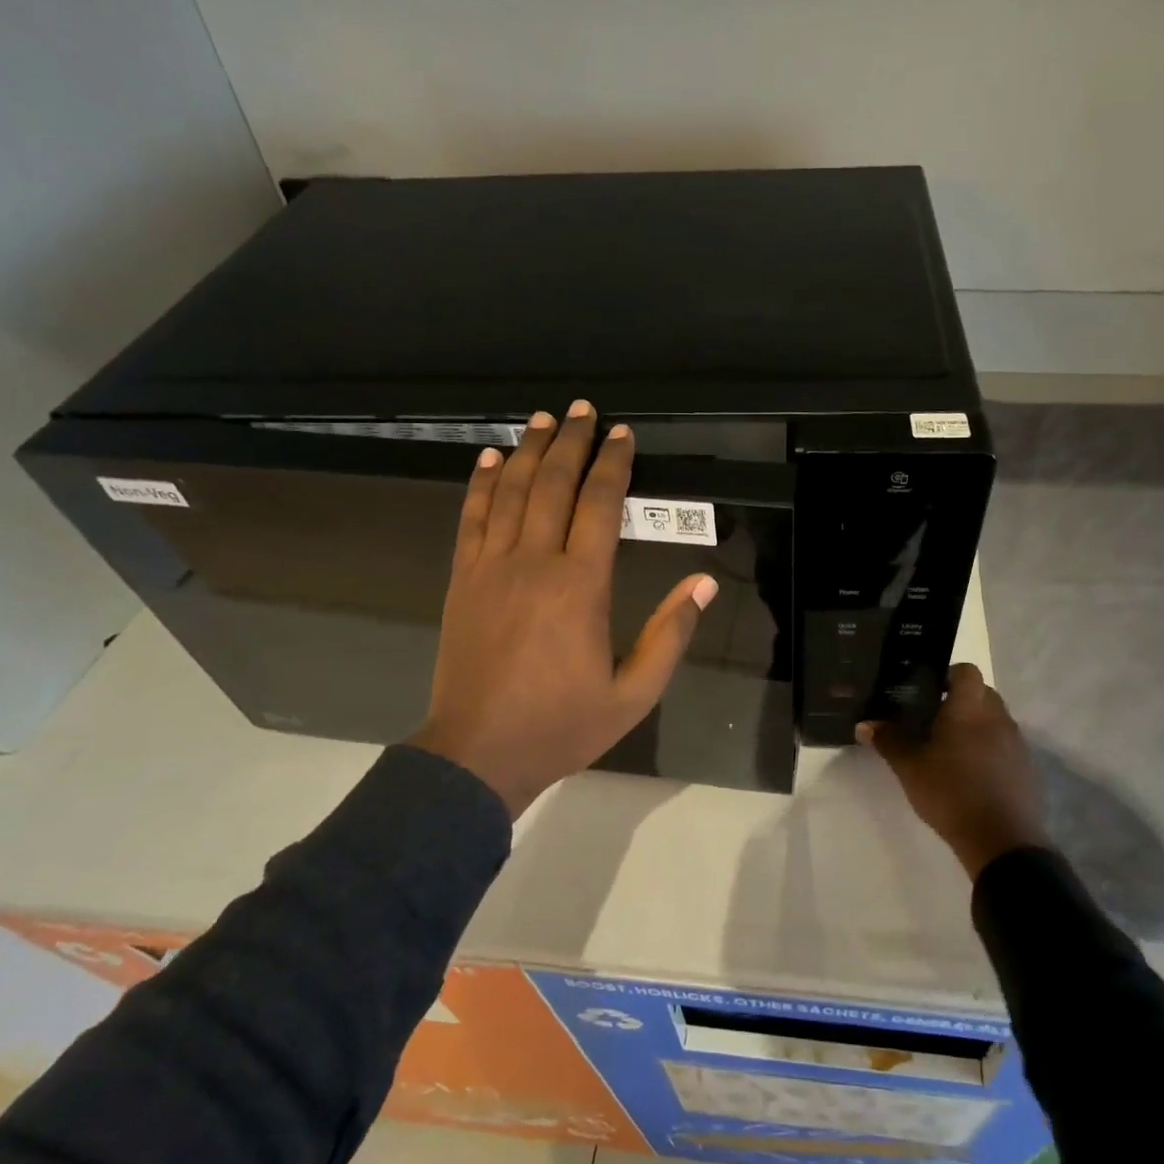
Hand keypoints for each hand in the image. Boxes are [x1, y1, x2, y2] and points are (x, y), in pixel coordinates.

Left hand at [411, 400, 717, 816]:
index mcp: (580, 586)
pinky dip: (481, 484)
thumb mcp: (634, 693)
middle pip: (553, 485)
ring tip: (544, 420)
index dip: (613, 465)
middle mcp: (533, 563)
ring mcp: (490, 569)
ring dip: (530, 451)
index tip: (623, 434)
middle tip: (584, 410)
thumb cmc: (563, 725)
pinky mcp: (462, 581)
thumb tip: (702, 583)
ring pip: (510, 492)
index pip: (599, 506)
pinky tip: (491, 459)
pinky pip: (471, 519)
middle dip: (572, 443)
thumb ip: (669, 635)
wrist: (478, 753)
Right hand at [858, 664, 1048, 880]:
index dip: (947, 675)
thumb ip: (888, 741)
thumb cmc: (950, 792)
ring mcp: (1015, 742)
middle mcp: (997, 717)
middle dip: (959, 701)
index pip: (966, 671)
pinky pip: (1003, 745)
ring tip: (948, 748)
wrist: (1000, 839)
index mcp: (969, 708)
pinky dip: (987, 749)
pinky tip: (968, 773)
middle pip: (981, 693)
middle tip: (931, 719)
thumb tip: (864, 725)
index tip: (927, 690)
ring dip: (974, 726)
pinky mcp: (1025, 767)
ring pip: (993, 720)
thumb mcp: (909, 767)